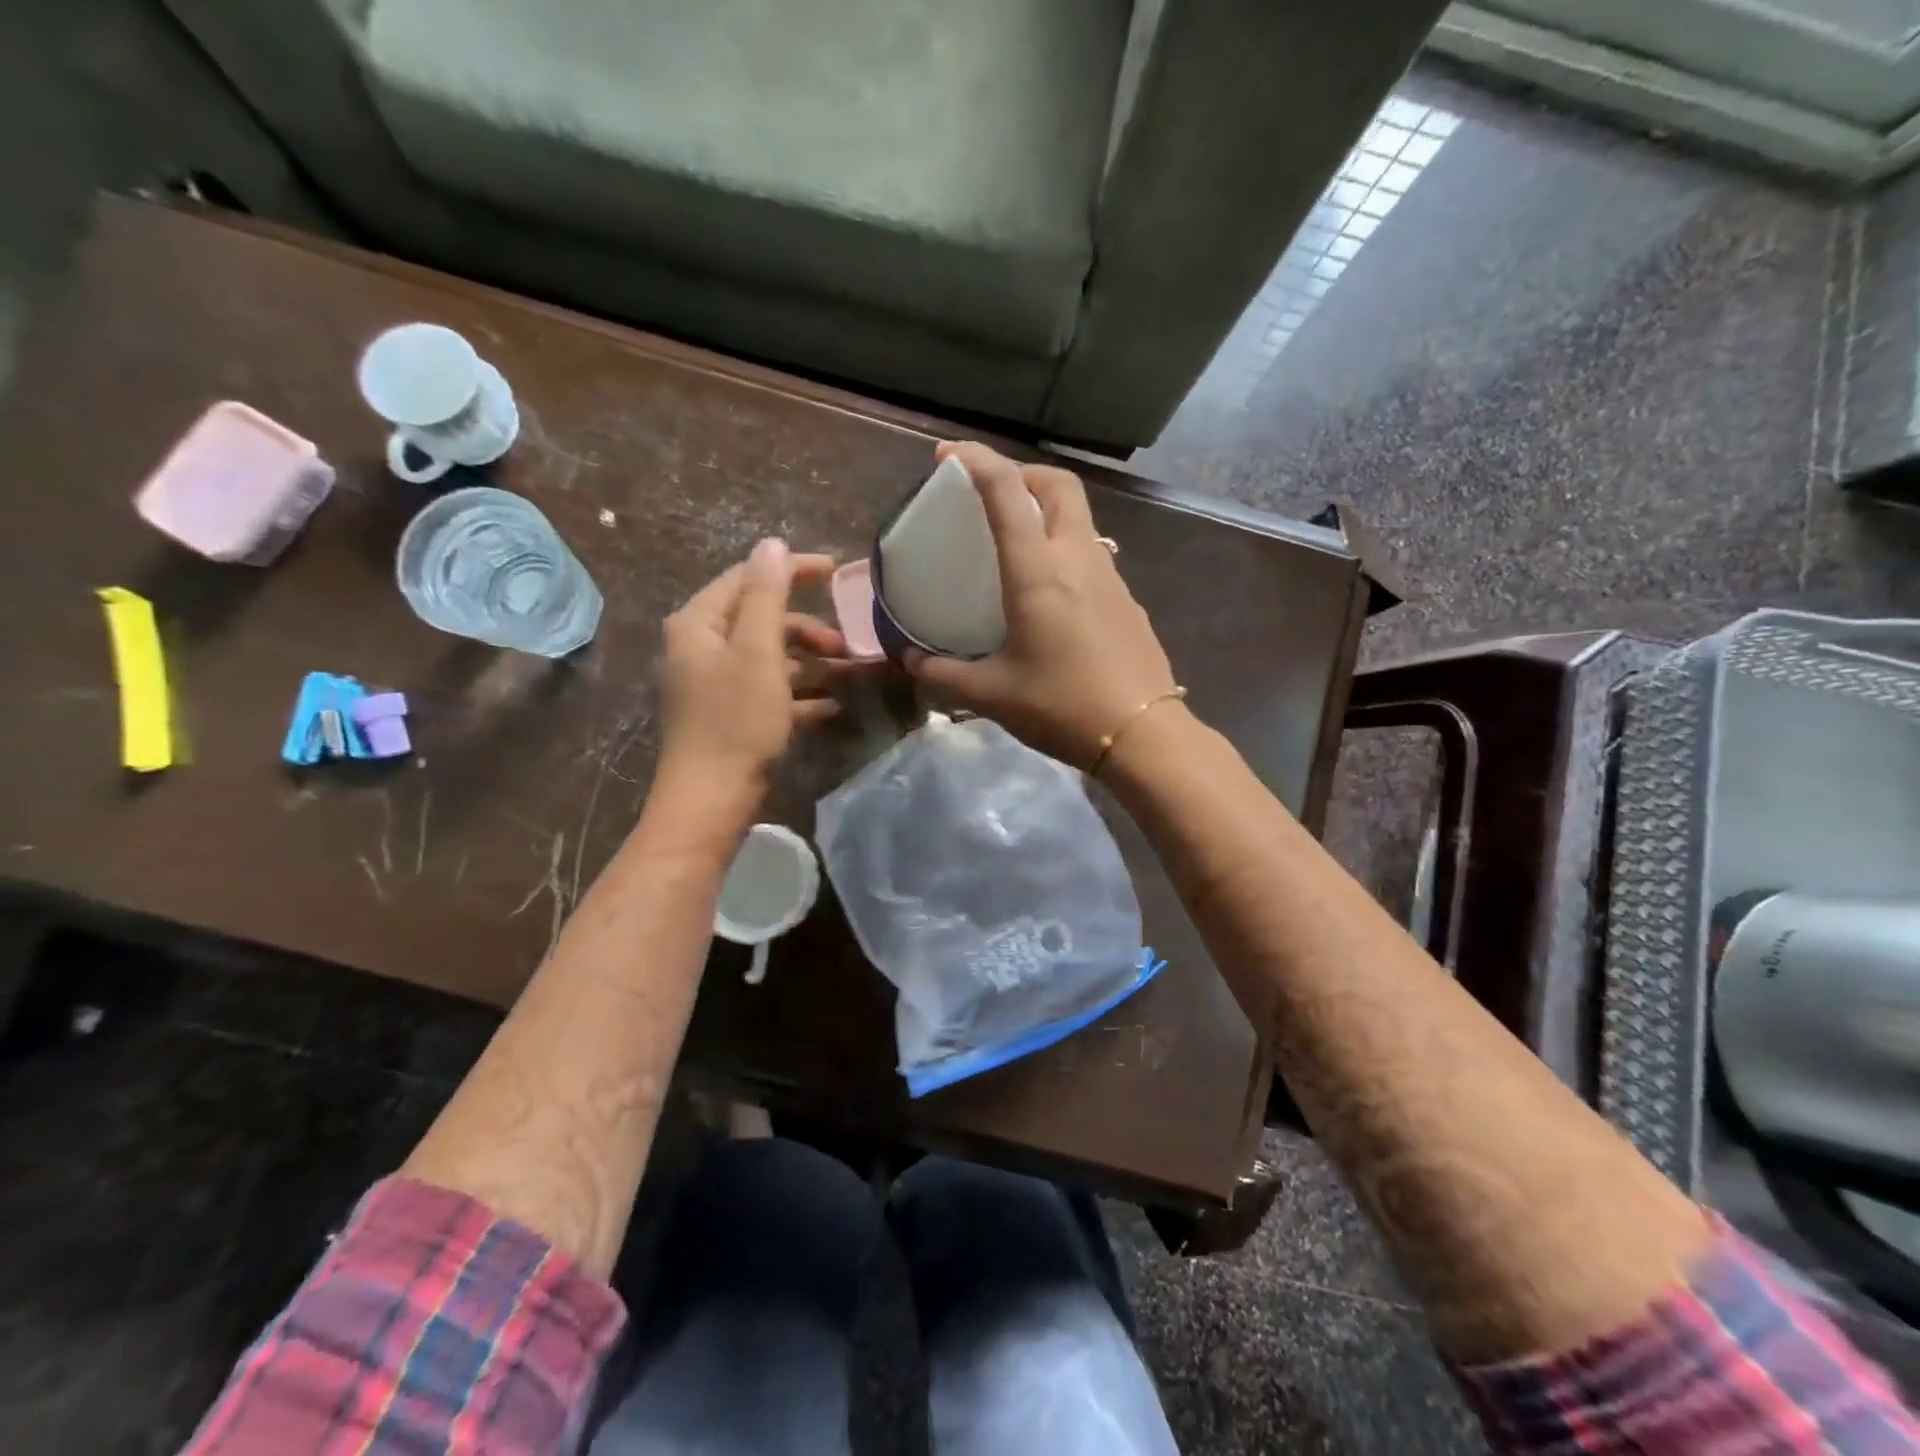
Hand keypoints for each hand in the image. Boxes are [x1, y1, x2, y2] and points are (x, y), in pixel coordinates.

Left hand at [658, 540, 844, 792]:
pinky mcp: (731, 716)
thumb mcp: (757, 650)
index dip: (792, 570)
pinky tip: (833, 707)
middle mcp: (703, 648)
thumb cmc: (736, 718)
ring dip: (812, 665)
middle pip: (762, 621)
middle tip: (848, 643)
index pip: (748, 578)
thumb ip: (766, 594)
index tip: (837, 571)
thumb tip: (771, 543)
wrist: (712, 799)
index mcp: (700, 624)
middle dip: (809, 630)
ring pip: (771, 660)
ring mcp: (716, 685)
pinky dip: (801, 696)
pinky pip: (771, 693)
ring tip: (852, 676)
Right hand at [906, 442, 1177, 769]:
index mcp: (1037, 571)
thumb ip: (943, 673)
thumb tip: (910, 660)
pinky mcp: (1128, 600)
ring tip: (1018, 541)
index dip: (976, 461)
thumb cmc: (1060, 706)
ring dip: (1048, 511)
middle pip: (1058, 485)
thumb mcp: (991, 694)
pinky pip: (1092, 555)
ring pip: (1080, 518)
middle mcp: (1077, 559)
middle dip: (1023, 473)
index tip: (949, 455)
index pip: (1006, 493)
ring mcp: (1110, 577)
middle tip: (993, 493)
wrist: (1141, 733)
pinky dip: (1066, 549)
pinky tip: (1052, 592)